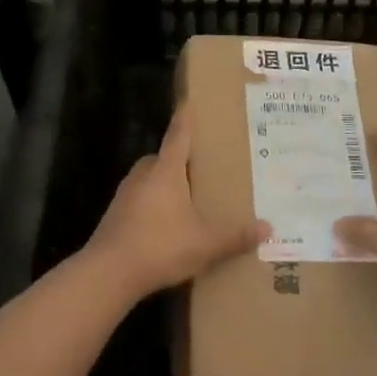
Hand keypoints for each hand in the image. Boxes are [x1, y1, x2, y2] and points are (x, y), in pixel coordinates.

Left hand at [82, 108, 267, 298]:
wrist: (109, 272)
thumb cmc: (161, 245)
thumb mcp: (206, 243)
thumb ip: (235, 236)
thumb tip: (268, 228)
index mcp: (165, 172)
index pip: (178, 137)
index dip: (186, 120)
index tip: (189, 103)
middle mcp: (142, 176)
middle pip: (160, 158)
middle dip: (177, 160)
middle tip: (199, 167)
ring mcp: (124, 196)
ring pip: (148, 181)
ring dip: (164, 185)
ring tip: (186, 199)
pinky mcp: (115, 217)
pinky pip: (139, 202)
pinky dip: (152, 207)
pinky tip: (166, 226)